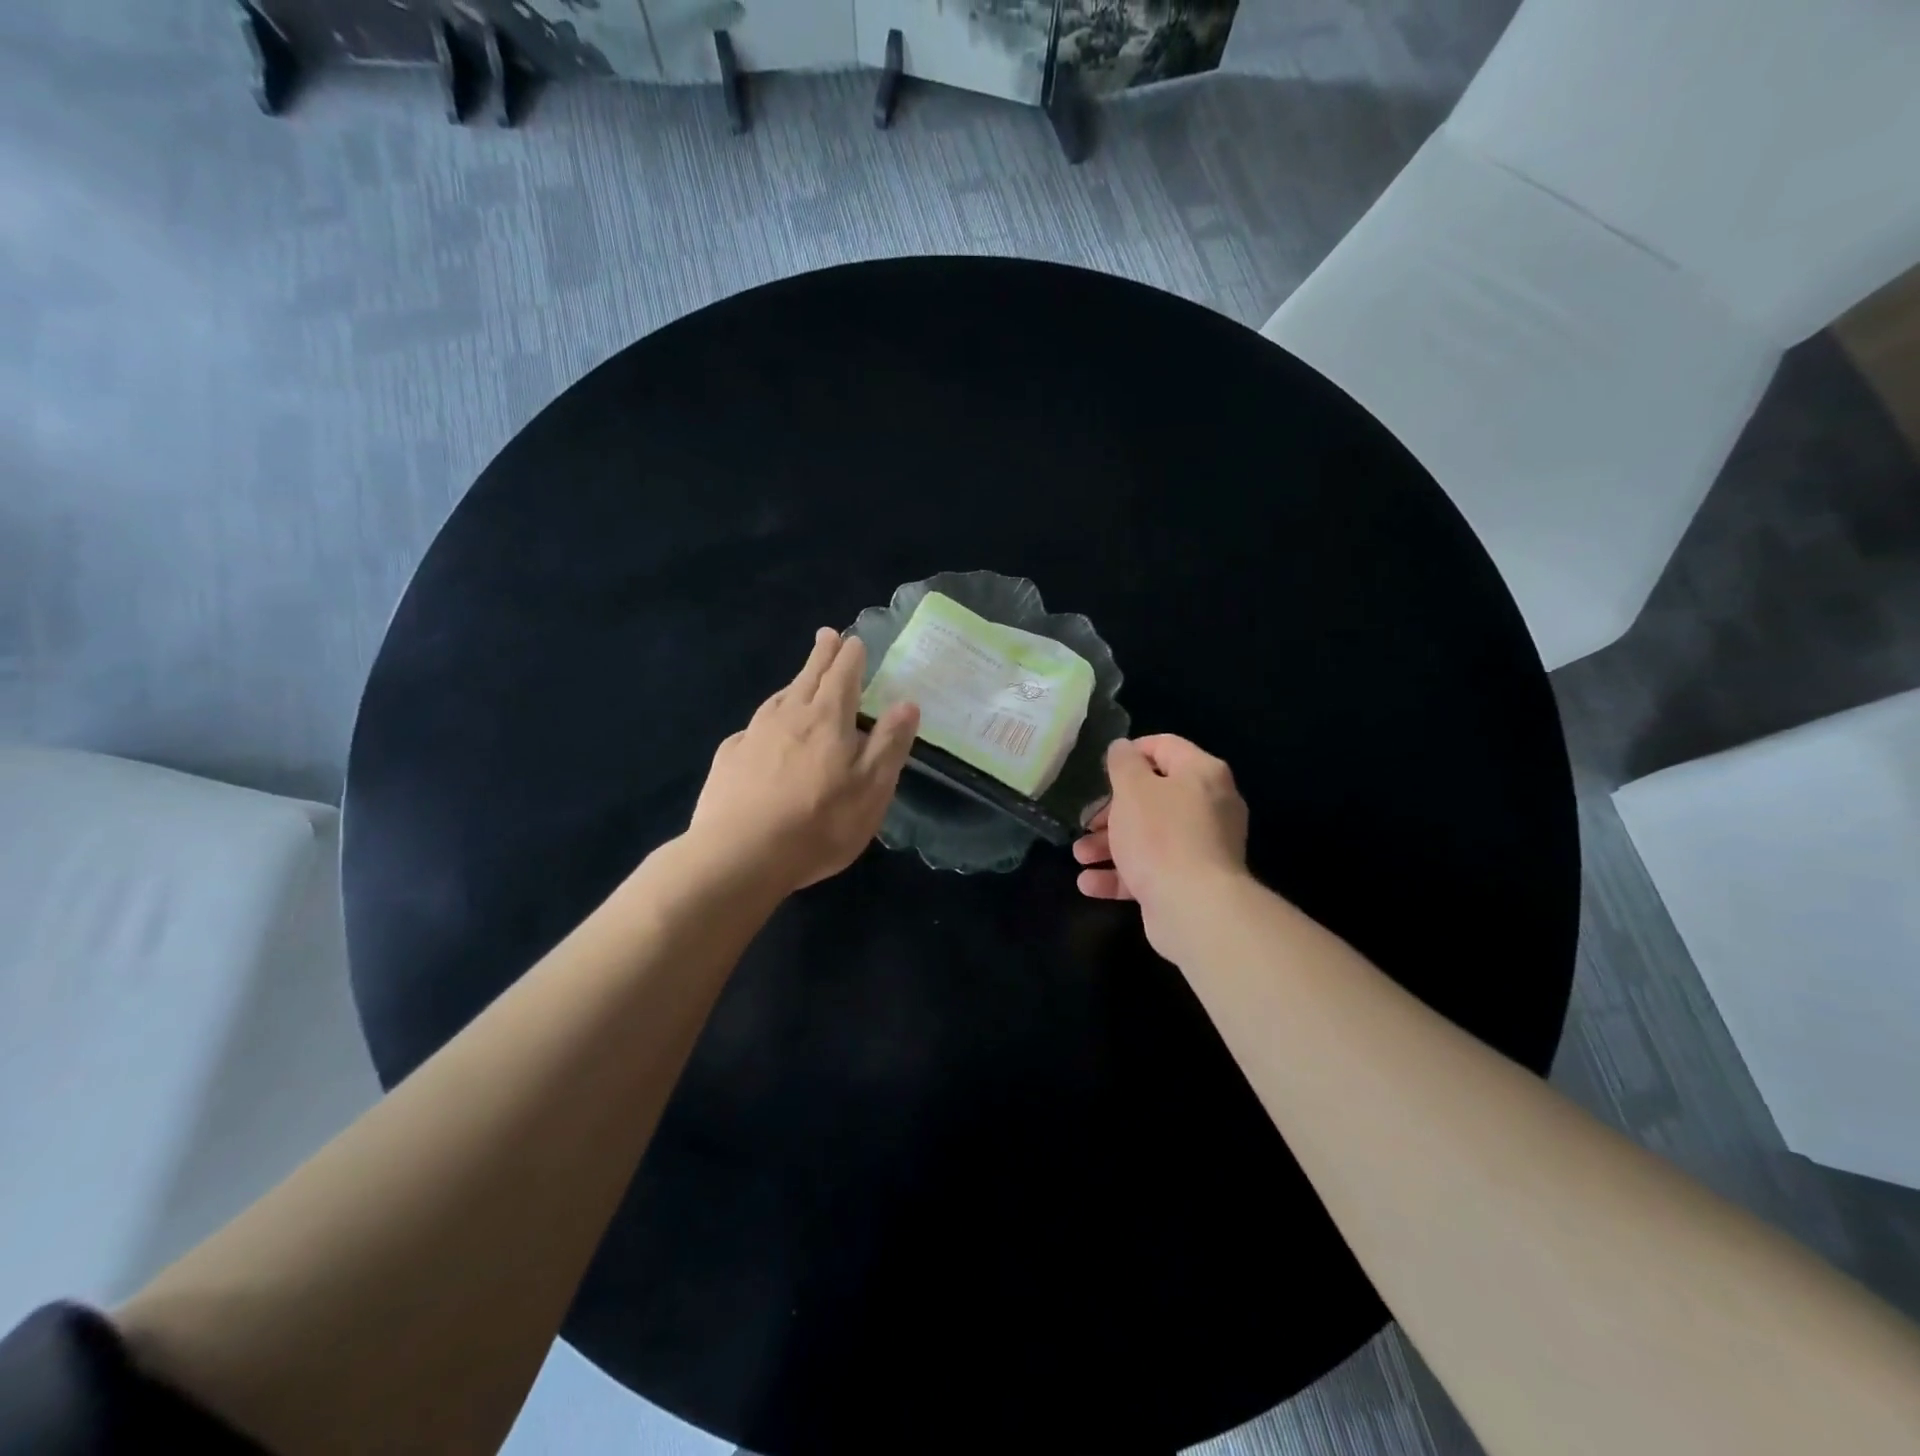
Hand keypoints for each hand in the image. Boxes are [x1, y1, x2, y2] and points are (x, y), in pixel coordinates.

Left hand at [689, 628, 919, 893]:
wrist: (740, 855)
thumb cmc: (819, 822)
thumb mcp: (872, 787)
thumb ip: (890, 743)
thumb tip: (907, 703)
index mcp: (828, 717)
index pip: (843, 674)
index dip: (851, 655)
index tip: (854, 640)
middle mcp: (788, 715)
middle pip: (808, 676)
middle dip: (822, 654)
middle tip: (827, 635)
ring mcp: (753, 734)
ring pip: (779, 698)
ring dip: (794, 684)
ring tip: (801, 680)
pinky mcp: (729, 759)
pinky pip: (753, 729)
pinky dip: (766, 722)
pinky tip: (763, 735)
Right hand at [1072, 735, 1249, 960]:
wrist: (1194, 908)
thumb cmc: (1160, 836)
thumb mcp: (1132, 789)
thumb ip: (1123, 763)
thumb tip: (1122, 748)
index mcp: (1201, 774)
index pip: (1165, 746)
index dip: (1131, 752)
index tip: (1101, 769)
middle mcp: (1208, 806)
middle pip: (1153, 797)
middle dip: (1111, 811)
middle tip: (1087, 821)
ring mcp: (1201, 847)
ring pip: (1148, 837)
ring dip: (1109, 845)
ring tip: (1080, 856)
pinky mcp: (1190, 882)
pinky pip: (1151, 870)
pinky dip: (1121, 875)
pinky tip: (1089, 883)